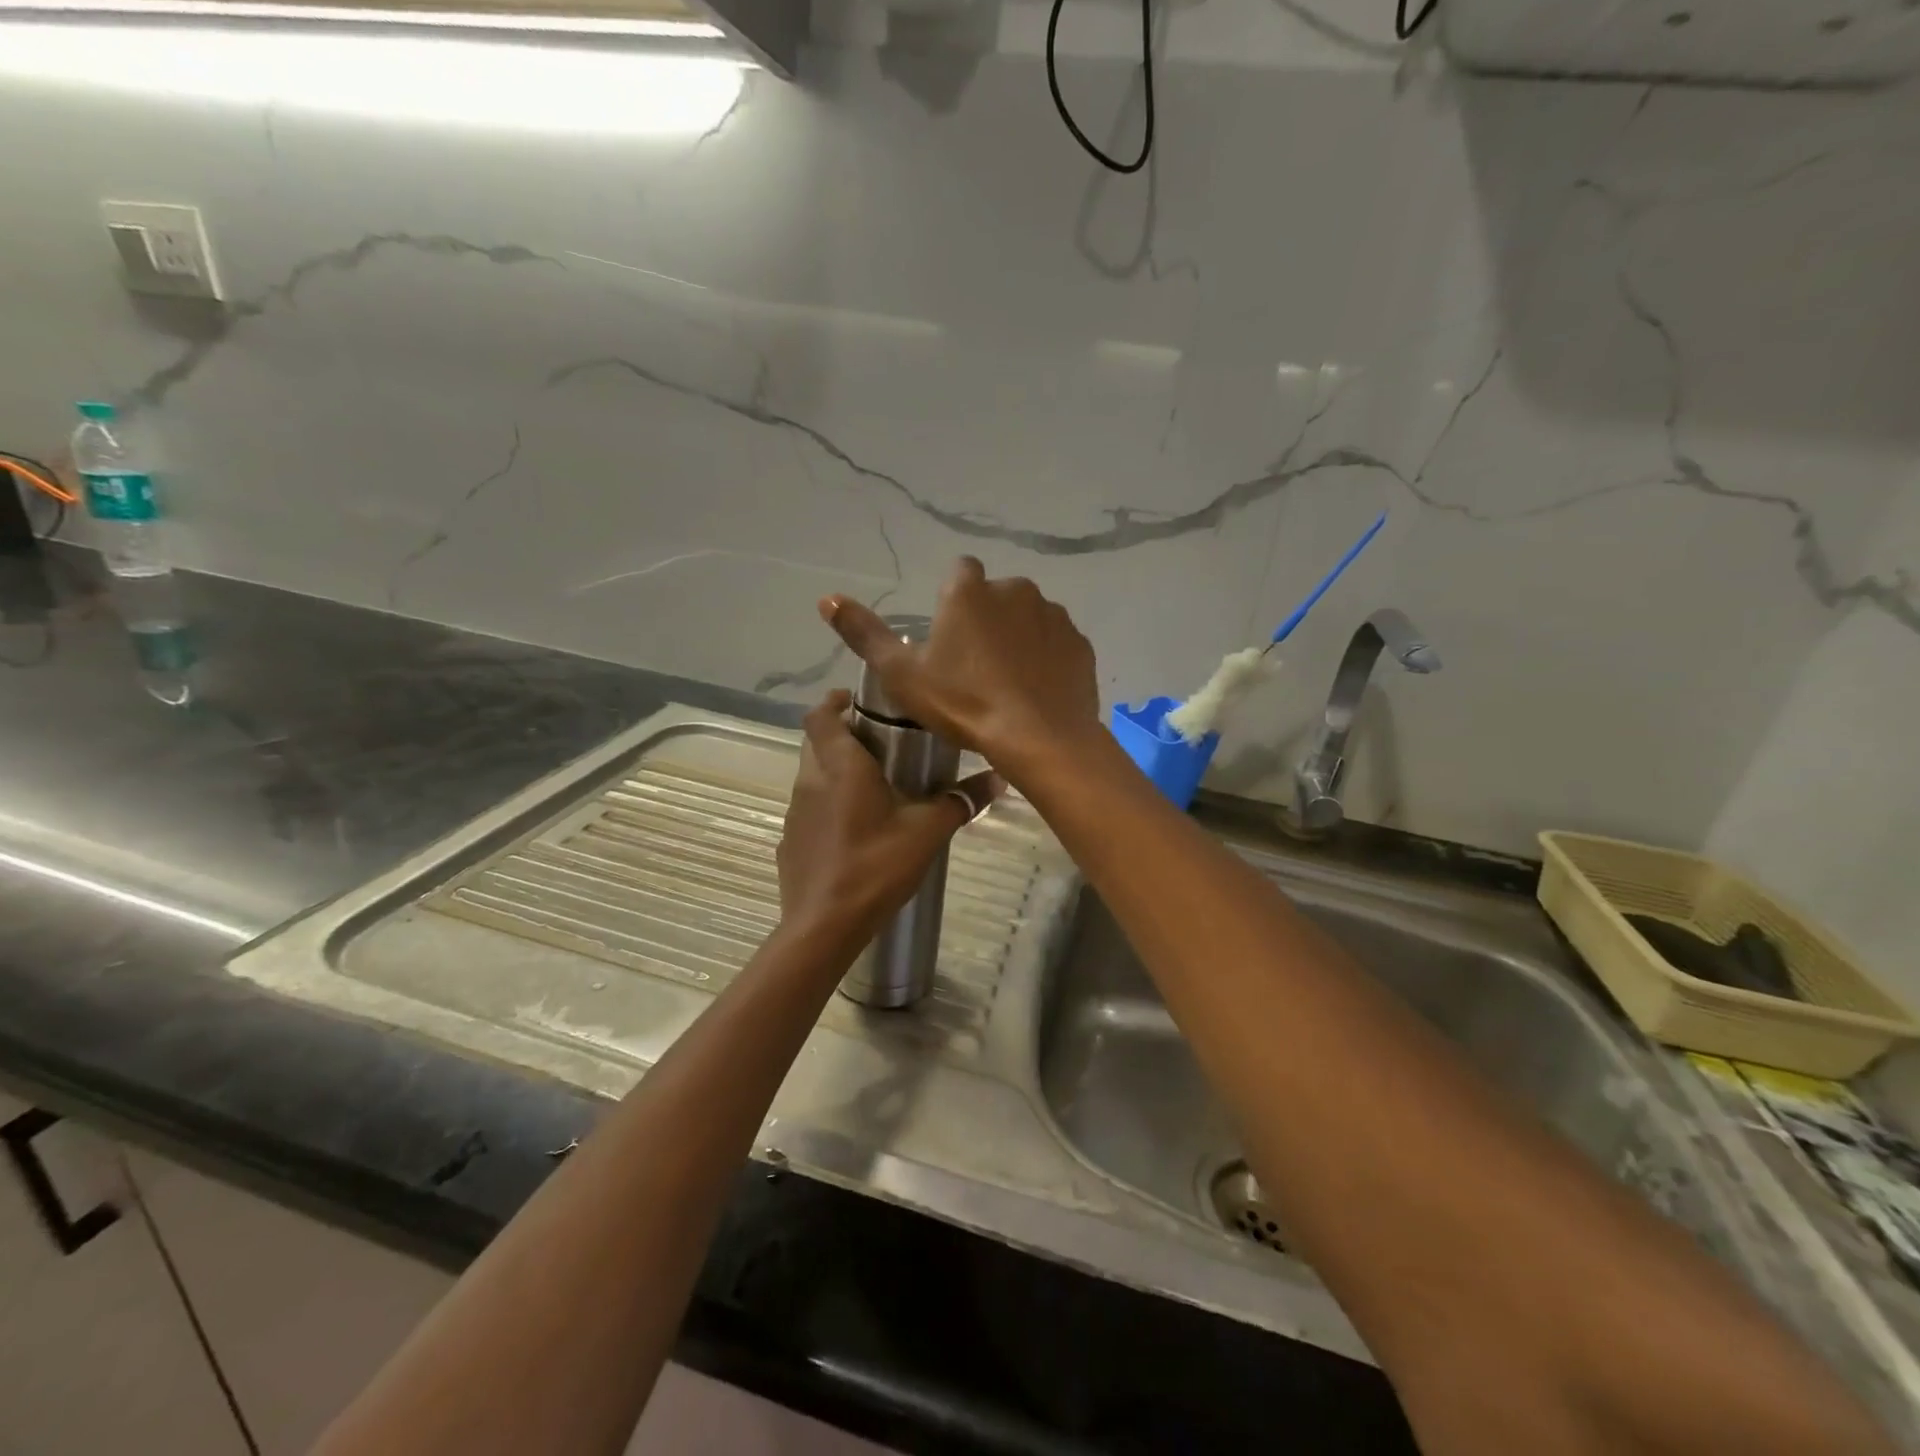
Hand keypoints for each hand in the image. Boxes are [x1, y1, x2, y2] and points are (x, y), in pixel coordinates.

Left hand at [777, 691, 1002, 946]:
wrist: (823, 926)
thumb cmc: (875, 866)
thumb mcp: (926, 832)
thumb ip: (960, 802)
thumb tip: (999, 779)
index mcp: (840, 767)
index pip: (820, 715)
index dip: (833, 701)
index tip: (857, 700)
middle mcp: (810, 781)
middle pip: (817, 743)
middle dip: (842, 736)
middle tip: (880, 744)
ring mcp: (795, 813)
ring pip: (813, 777)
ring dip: (836, 773)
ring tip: (875, 788)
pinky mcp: (791, 842)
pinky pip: (810, 811)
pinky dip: (829, 808)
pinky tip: (856, 832)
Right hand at [818, 558, 1100, 770]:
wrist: (1040, 739)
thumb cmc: (964, 704)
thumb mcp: (902, 676)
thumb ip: (864, 634)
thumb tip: (826, 598)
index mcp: (970, 592)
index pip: (959, 573)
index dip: (952, 601)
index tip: (948, 636)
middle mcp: (1016, 590)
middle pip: (995, 597)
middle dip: (986, 620)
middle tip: (974, 667)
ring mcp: (1054, 615)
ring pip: (1028, 618)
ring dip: (1018, 638)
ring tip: (1007, 683)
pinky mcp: (1080, 644)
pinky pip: (1056, 644)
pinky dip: (1046, 658)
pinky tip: (1036, 691)